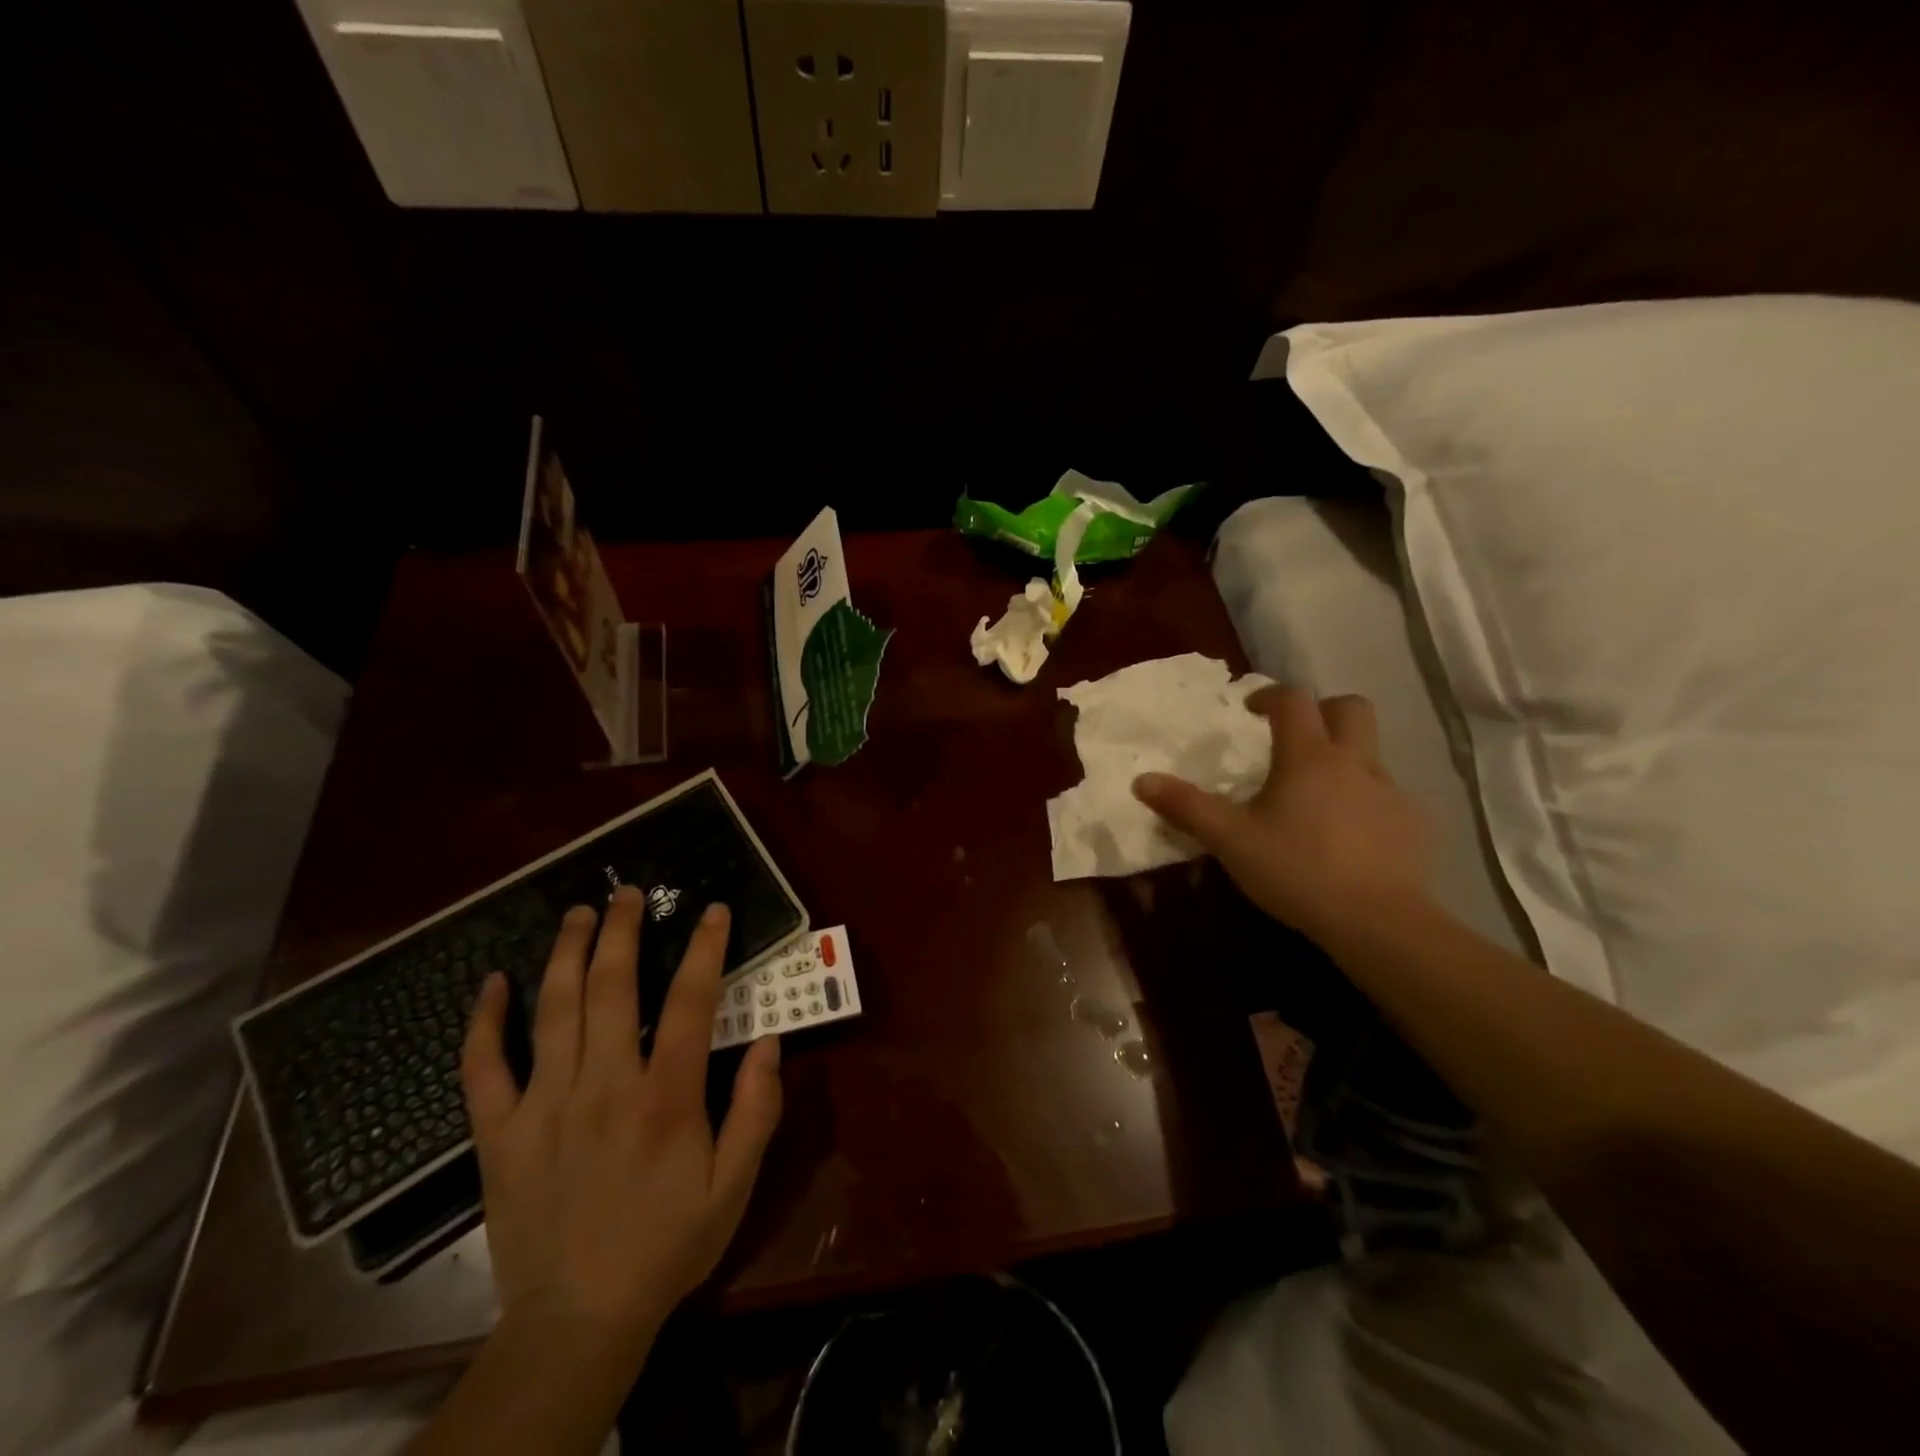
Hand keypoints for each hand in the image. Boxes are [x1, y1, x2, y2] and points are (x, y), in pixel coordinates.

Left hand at [460, 888, 782, 1354]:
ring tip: (579, 912)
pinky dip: (484, 1021)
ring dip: (568, 953)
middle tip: (629, 892)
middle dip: (623, 931)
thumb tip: (769, 1041)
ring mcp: (544, 1106)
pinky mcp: (499, 1133)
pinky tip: (492, 983)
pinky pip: (483, 1067)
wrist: (576, 1321)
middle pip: (613, 988)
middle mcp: (604, 1087)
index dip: (705, 948)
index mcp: (666, 1099)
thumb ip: (757, 1111)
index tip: (711, 910)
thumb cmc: (666, 1245)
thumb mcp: (734, 1187)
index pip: (690, 1002)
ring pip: (554, 1011)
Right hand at [1133, 687, 1433, 940]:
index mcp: (1308, 757)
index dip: (1269, 696)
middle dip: (1322, 711)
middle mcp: (1354, 762)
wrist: (1378, 921)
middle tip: (1295, 738)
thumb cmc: (1296, 870)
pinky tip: (1350, 837)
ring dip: (1345, 758)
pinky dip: (1366, 801)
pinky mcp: (1415, 823)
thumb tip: (1141, 780)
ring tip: (1317, 796)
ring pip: (1371, 753)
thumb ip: (1186, 807)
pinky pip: (1388, 796)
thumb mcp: (1230, 840)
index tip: (1251, 711)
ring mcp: (1391, 791)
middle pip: (1350, 707)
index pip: (1293, 700)